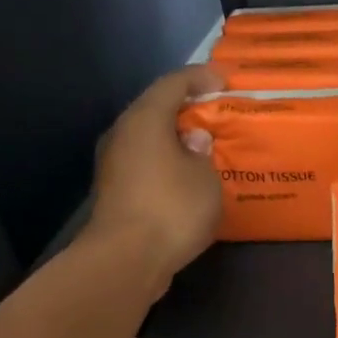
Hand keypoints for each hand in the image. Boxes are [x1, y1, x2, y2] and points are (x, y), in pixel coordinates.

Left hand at [87, 64, 225, 289]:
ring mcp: (113, 164)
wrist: (125, 260)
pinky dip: (166, 161)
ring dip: (175, 138)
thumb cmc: (171, 208)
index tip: (224, 80)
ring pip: (148, 138)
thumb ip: (202, 152)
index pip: (172, 83)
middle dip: (186, 108)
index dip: (200, 77)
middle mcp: (122, 134)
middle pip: (155, 109)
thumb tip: (192, 140)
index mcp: (144, 119)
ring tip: (204, 145)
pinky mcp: (114, 191)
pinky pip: (145, 162)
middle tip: (216, 112)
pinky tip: (186, 175)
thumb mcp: (205, 177)